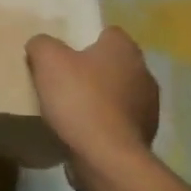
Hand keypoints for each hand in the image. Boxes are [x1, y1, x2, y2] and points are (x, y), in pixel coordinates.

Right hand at [26, 28, 160, 190]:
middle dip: (92, 70)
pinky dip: (103, 123)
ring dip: (99, 98)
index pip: (108, 32)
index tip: (63, 53)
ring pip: (118, 93)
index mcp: (125, 49)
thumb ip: (42, 44)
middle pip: (113, 63)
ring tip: (70, 108)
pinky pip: (118, 121)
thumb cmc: (79, 100)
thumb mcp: (47, 60)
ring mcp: (148, 108)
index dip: (84, 39)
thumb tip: (41, 45)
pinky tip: (82, 131)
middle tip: (62, 79)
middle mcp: (144, 73)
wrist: (106, 158)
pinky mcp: (144, 136)